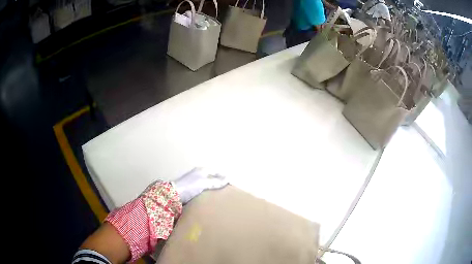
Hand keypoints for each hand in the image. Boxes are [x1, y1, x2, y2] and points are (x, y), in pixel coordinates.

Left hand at [173, 168, 228, 203]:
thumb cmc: (190, 186)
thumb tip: (228, 179)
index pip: (216, 171)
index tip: (231, 182)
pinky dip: (207, 193)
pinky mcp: (191, 190)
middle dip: (219, 182)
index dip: (223, 176)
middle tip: (227, 190)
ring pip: (207, 184)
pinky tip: (211, 199)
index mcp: (201, 170)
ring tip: (221, 195)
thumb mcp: (204, 183)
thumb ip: (216, 182)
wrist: (173, 195)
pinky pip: (203, 190)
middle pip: (211, 177)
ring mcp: (194, 182)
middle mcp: (198, 175)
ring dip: (213, 188)